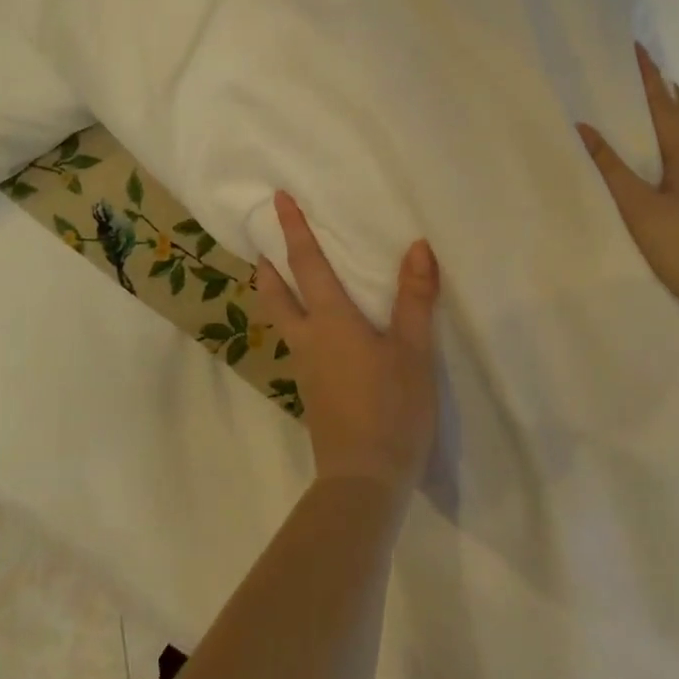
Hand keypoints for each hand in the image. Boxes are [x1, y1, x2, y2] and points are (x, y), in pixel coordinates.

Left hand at [255, 191, 440, 496]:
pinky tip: (314, 332)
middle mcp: (308, 339)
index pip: (306, 264)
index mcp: (330, 321)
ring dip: (275, 295)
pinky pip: (296, 343)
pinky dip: (293, 321)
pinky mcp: (312, 392)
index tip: (277, 200)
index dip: (293, 230)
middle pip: (275, 295)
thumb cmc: (391, 407)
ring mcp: (305, 369)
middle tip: (261, 246)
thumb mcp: (413, 351)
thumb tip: (418, 246)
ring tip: (279, 280)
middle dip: (267, 267)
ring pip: (281, 321)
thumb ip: (415, 298)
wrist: (364, 479)